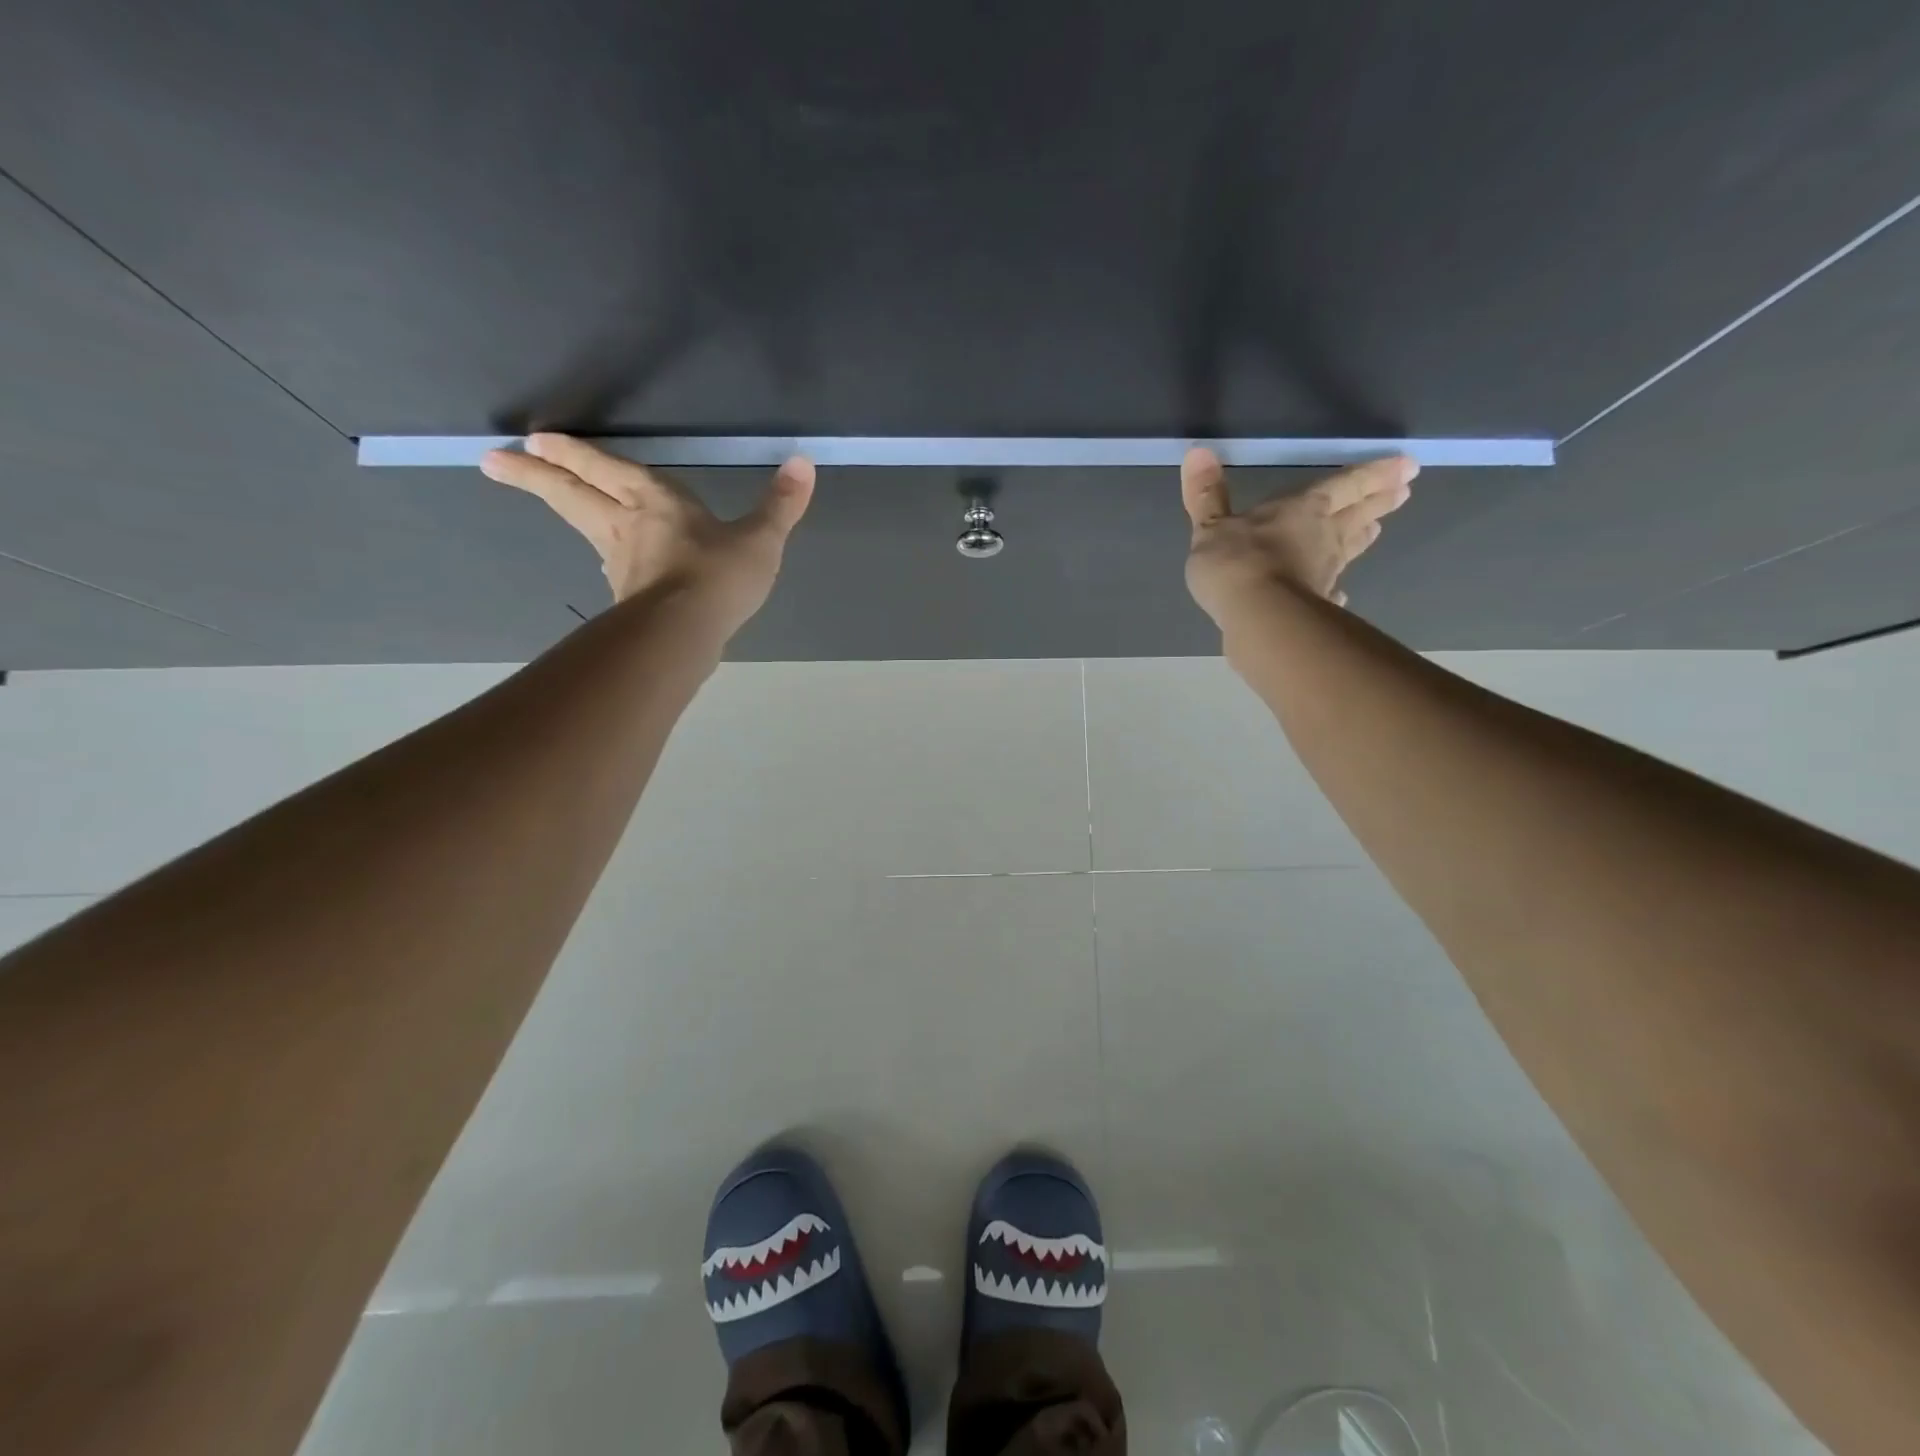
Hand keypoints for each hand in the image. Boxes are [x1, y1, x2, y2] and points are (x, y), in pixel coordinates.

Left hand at [481, 434, 813, 635]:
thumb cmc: (719, 576)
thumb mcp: (760, 538)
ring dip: (558, 506)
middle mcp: (628, 526)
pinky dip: (599, 551)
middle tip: (495, 460)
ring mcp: (622, 563)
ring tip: (539, 493)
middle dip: (536, 474)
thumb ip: (780, 504)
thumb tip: (804, 463)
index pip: (607, 469)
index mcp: (656, 501)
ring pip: (582, 525)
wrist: (686, 633)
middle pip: (574, 493)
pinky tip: (605, 559)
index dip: (576, 454)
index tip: (538, 439)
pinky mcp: (627, 595)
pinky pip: (608, 563)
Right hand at [1180, 447, 1416, 628]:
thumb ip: (1207, 495)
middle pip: (1356, 515)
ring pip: (1349, 549)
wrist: (1257, 617)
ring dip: (1363, 538)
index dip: (1374, 474)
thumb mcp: (1211, 526)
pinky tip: (1340, 595)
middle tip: (1403, 493)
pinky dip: (1335, 591)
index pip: (1345, 485)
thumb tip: (1196, 452)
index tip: (1408, 466)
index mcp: (1304, 509)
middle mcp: (1323, 537)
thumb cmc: (1236, 562)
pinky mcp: (1316, 606)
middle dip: (1378, 502)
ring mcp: (1324, 574)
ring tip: (1377, 530)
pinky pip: (1330, 592)